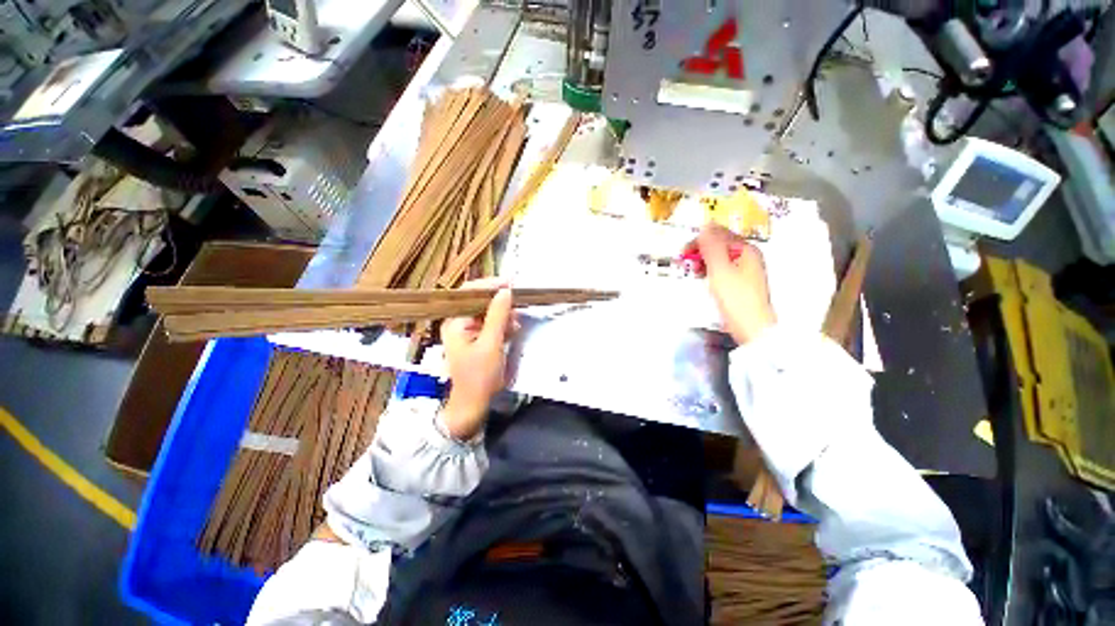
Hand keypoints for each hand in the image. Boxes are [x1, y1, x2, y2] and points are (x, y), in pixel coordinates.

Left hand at [440, 279, 517, 439]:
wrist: (473, 404)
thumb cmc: (479, 376)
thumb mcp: (491, 344)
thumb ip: (498, 316)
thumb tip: (506, 291)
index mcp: (455, 322)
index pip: (470, 293)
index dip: (490, 285)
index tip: (511, 283)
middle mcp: (459, 322)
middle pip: (479, 301)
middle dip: (500, 302)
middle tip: (518, 303)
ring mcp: (468, 331)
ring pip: (488, 312)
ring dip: (504, 314)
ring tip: (517, 321)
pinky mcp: (477, 339)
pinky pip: (491, 324)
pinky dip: (503, 324)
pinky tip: (513, 329)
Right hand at [687, 223, 776, 344]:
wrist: (752, 327)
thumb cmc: (735, 297)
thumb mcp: (720, 269)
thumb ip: (711, 246)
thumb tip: (705, 225)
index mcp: (745, 249)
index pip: (719, 234)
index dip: (699, 240)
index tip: (683, 253)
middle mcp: (748, 256)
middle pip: (720, 245)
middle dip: (700, 251)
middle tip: (686, 263)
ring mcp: (745, 270)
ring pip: (720, 258)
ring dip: (704, 262)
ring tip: (694, 272)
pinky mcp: (740, 283)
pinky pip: (722, 270)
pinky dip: (710, 272)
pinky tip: (704, 280)